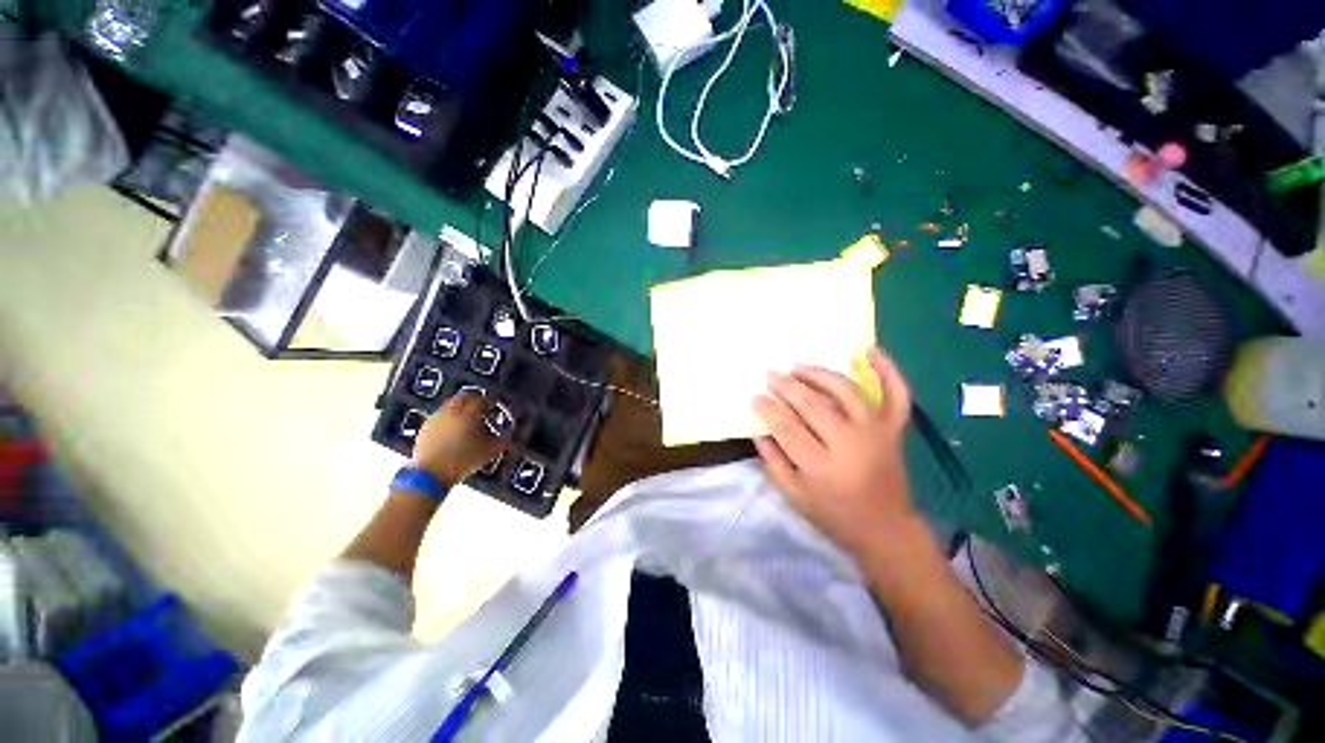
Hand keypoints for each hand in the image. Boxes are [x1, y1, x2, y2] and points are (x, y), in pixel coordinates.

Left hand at [412, 393, 505, 484]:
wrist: (431, 474)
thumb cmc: (463, 460)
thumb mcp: (489, 451)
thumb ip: (502, 440)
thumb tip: (508, 437)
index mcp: (469, 413)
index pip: (482, 400)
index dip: (490, 405)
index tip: (493, 413)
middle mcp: (451, 410)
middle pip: (464, 397)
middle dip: (473, 403)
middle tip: (480, 413)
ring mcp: (436, 418)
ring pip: (451, 406)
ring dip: (460, 411)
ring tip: (466, 425)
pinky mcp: (425, 427)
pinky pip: (440, 417)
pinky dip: (448, 421)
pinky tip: (452, 434)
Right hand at [751, 347, 914, 556]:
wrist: (886, 528)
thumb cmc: (834, 515)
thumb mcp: (794, 496)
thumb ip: (773, 461)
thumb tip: (758, 428)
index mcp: (823, 467)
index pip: (787, 428)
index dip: (767, 409)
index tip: (754, 396)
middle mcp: (851, 444)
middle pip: (813, 405)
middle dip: (787, 386)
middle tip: (770, 374)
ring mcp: (877, 432)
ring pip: (847, 391)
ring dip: (820, 374)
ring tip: (798, 367)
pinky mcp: (895, 429)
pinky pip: (897, 395)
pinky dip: (888, 370)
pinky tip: (870, 351)